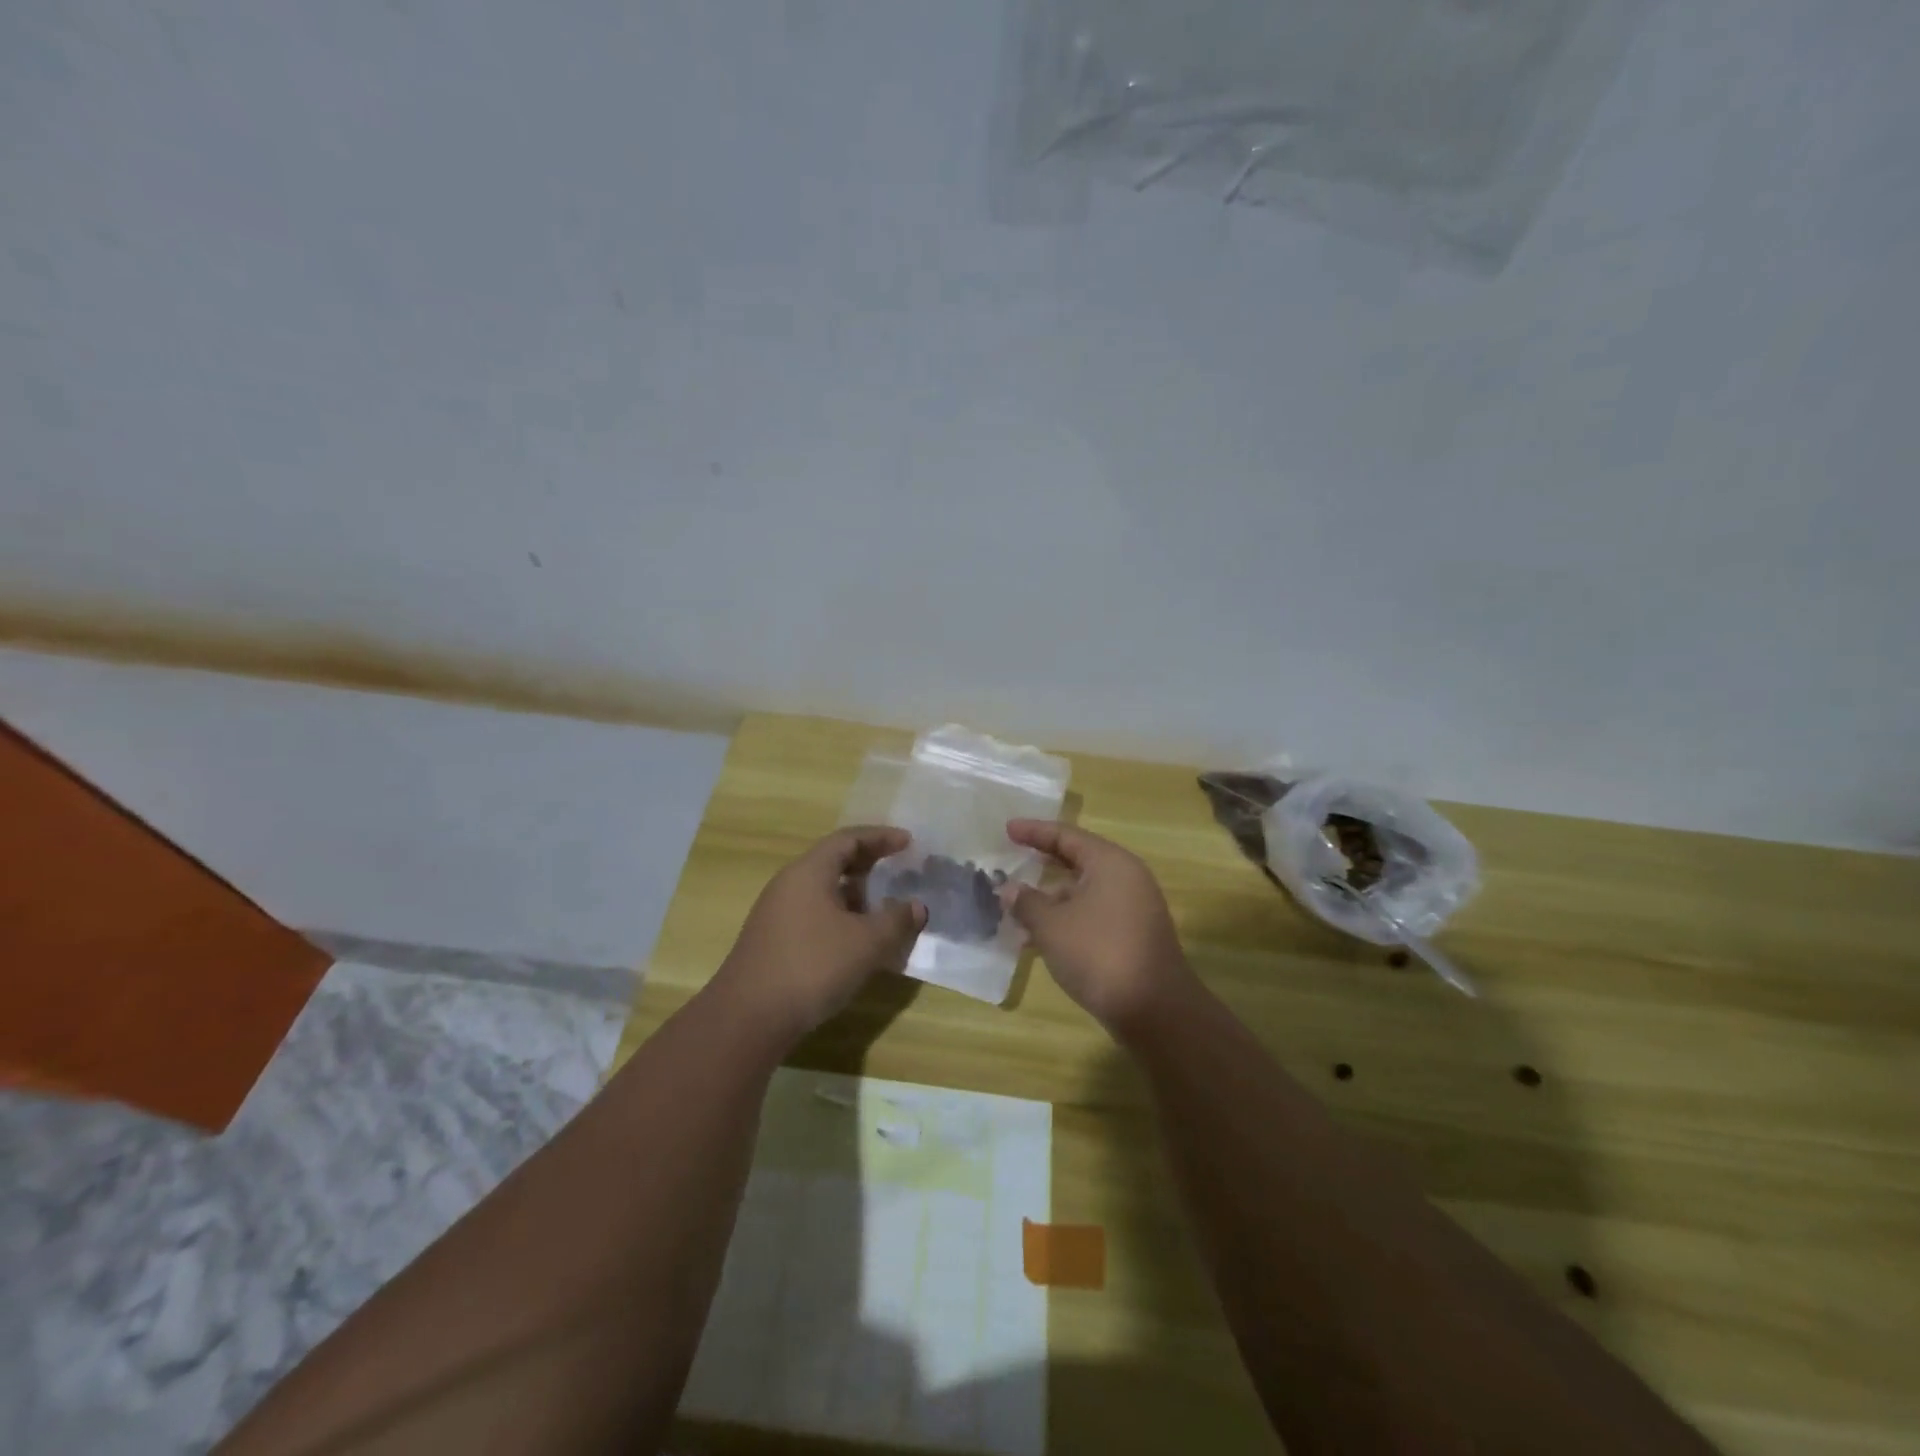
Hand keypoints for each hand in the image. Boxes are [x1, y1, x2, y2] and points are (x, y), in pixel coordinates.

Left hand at [710, 826, 926, 1042]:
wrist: (749, 1018)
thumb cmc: (813, 966)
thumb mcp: (866, 943)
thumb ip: (896, 920)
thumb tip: (916, 906)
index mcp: (809, 872)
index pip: (847, 840)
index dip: (880, 837)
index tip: (908, 843)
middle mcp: (789, 885)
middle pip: (832, 861)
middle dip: (868, 864)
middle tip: (898, 870)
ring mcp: (777, 914)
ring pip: (823, 891)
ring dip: (855, 895)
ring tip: (883, 910)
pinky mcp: (773, 941)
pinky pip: (814, 915)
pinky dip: (840, 918)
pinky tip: (856, 943)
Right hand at [1004, 820, 1196, 1033]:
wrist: (1155, 1011)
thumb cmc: (1099, 954)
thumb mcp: (1052, 926)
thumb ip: (1026, 902)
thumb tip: (1009, 889)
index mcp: (1110, 863)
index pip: (1066, 836)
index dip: (1034, 831)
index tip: (1006, 829)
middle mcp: (1126, 878)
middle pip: (1077, 860)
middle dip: (1042, 864)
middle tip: (1011, 861)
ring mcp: (1133, 908)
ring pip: (1083, 892)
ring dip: (1050, 899)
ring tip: (1015, 910)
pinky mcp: (1133, 936)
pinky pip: (1092, 915)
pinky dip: (1066, 920)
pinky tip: (1039, 940)